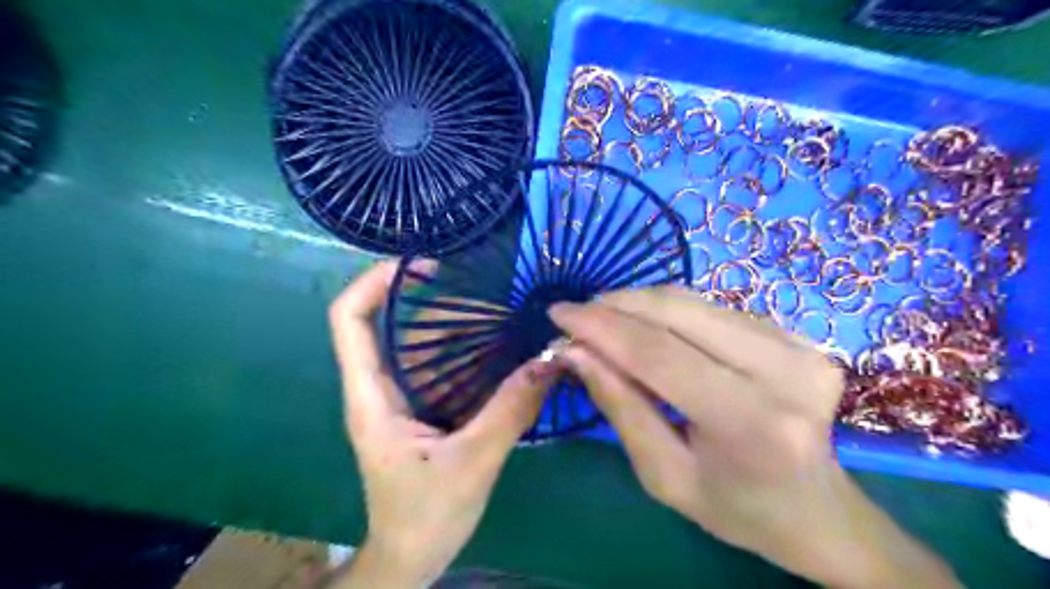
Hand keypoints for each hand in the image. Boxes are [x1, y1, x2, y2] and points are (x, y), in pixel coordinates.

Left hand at [327, 263, 562, 587]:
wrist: (412, 557)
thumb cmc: (426, 516)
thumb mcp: (473, 463)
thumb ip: (510, 410)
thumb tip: (550, 360)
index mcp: (372, 397)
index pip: (348, 320)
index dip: (372, 281)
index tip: (420, 265)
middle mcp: (379, 389)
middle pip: (386, 322)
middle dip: (426, 297)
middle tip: (476, 285)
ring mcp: (399, 398)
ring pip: (416, 344)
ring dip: (451, 323)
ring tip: (495, 309)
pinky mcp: (419, 410)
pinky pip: (437, 366)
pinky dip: (463, 350)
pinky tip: (497, 347)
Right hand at [551, 288, 958, 587]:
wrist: (818, 511)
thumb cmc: (736, 508)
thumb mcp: (664, 475)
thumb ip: (620, 406)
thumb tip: (575, 351)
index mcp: (750, 422)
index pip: (658, 353)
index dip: (601, 326)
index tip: (558, 313)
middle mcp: (784, 371)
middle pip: (678, 313)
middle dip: (616, 305)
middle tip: (577, 313)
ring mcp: (799, 346)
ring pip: (695, 302)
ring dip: (640, 303)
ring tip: (605, 318)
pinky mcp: (800, 335)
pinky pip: (715, 308)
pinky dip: (671, 311)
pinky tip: (648, 326)